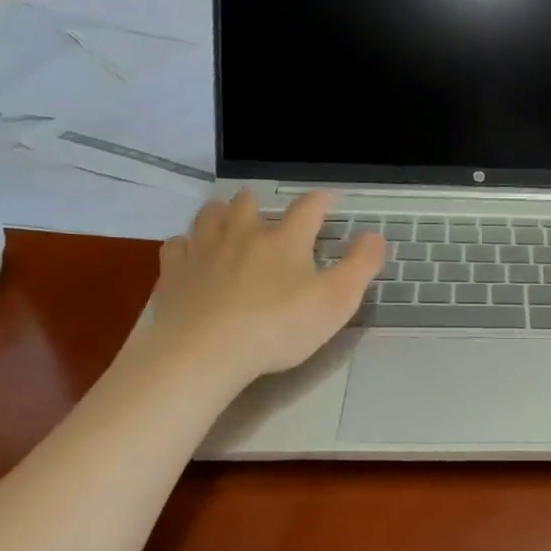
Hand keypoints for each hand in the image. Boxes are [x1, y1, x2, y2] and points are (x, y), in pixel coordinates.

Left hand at [138, 190, 381, 381]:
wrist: (205, 352)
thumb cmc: (279, 327)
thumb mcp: (336, 301)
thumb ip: (361, 266)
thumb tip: (377, 236)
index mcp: (285, 241)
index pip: (308, 209)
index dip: (322, 200)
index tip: (330, 198)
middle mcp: (243, 235)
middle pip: (248, 204)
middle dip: (259, 203)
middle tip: (265, 210)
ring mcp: (203, 251)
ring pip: (209, 216)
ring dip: (221, 214)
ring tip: (226, 221)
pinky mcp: (173, 274)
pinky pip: (177, 246)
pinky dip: (186, 245)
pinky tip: (191, 255)